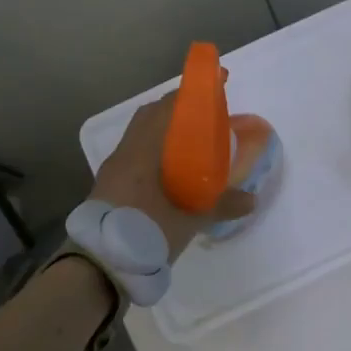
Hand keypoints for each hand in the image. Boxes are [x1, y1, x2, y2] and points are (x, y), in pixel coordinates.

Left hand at [91, 93, 258, 259]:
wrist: (99, 266)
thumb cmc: (146, 232)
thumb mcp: (190, 220)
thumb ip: (221, 205)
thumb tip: (251, 199)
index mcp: (143, 151)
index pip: (167, 107)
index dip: (192, 92)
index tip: (216, 84)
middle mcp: (125, 153)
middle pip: (151, 117)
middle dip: (178, 109)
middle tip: (206, 114)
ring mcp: (114, 170)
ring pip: (141, 137)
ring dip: (165, 131)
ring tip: (192, 141)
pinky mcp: (110, 187)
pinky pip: (136, 156)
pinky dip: (156, 151)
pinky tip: (173, 169)